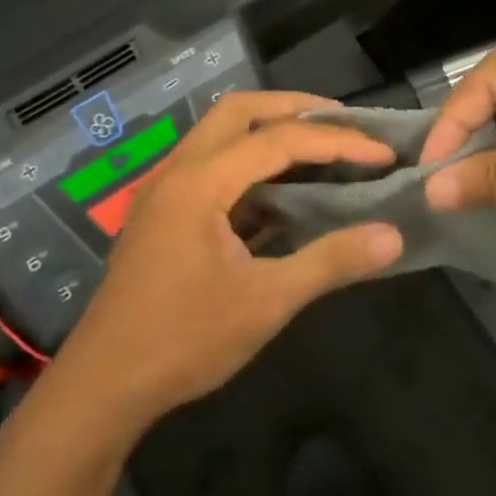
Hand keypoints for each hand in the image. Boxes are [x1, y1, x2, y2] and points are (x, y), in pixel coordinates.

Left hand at [43, 92, 402, 438]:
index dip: (337, 141)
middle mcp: (178, 170)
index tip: (383, 152)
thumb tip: (392, 236)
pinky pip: (211, 163)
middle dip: (295, 108)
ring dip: (268, 129)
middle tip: (344, 122)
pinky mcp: (163, 211)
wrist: (102, 387)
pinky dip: (249, 161)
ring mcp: (165, 188)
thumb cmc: (183, 341)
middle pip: (239, 110)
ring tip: (318, 145)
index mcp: (200, 182)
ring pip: (220, 132)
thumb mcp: (266, 303)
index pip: (279, 140)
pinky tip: (281, 190)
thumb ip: (330, 262)